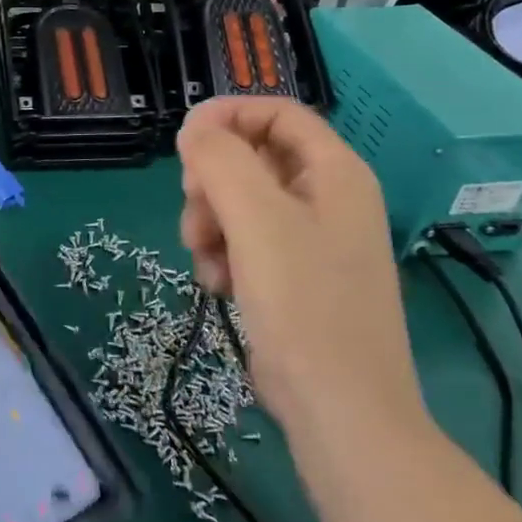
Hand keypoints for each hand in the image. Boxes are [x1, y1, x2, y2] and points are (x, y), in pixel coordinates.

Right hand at [177, 97, 424, 439]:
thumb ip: (220, 159)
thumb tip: (194, 128)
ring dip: (210, 224)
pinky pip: (244, 242)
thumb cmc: (303, 303)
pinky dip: (223, 256)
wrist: (338, 409)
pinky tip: (219, 285)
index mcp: (335, 172)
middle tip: (194, 210)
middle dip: (212, 182)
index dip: (227, 115)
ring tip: (206, 260)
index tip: (183, 141)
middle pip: (251, 157)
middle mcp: (327, 198)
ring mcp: (310, 240)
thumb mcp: (256, 218)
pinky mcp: (293, 276)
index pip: (277, 112)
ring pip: (239, 202)